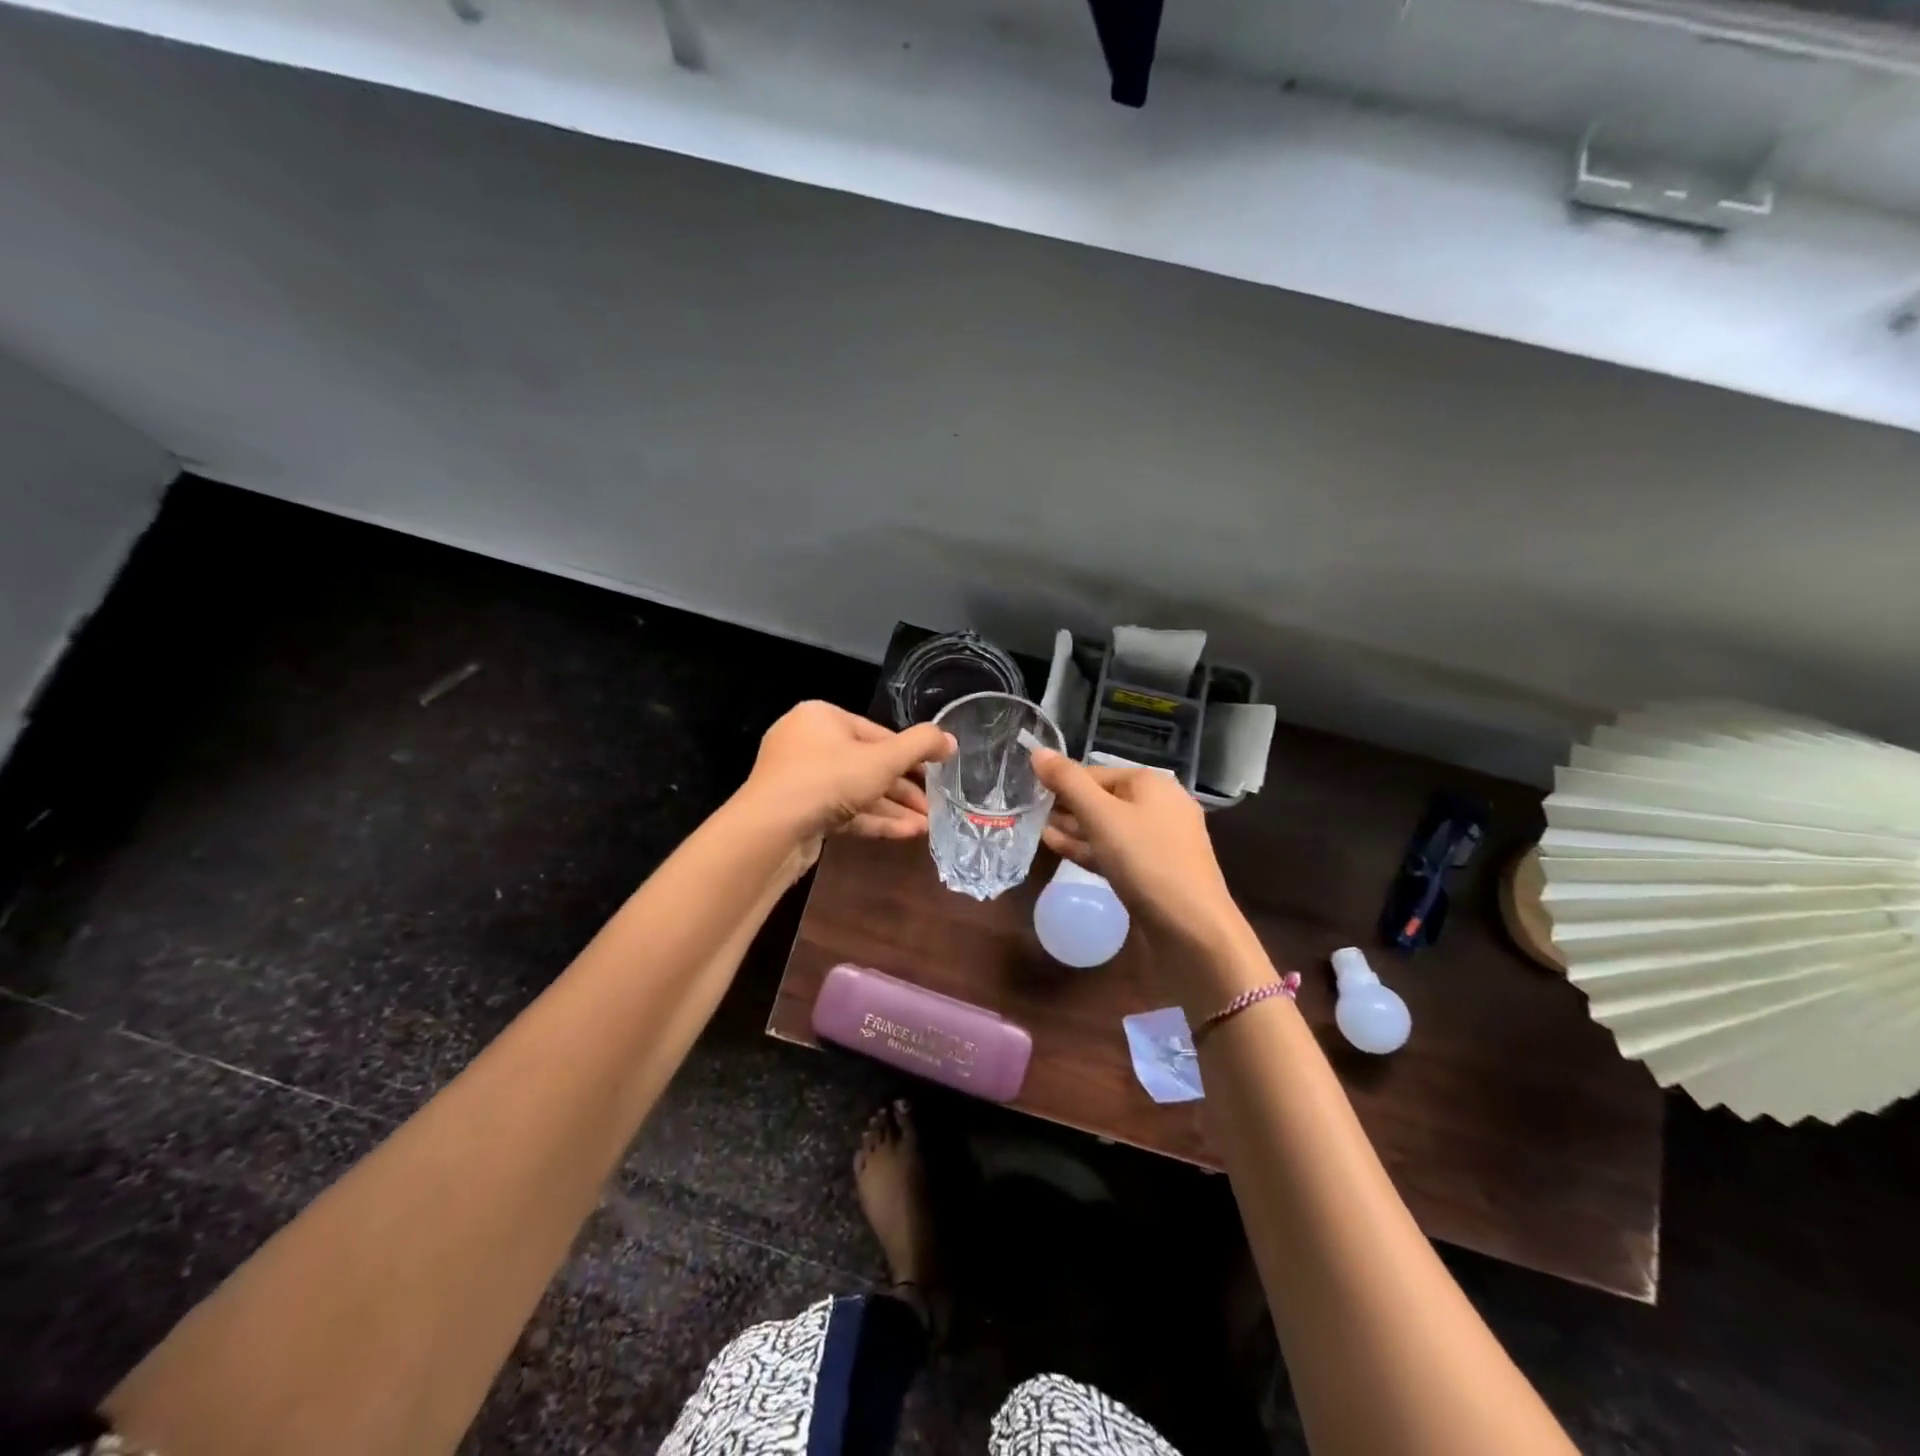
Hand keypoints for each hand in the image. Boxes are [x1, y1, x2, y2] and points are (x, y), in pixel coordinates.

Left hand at [739, 701, 955, 850]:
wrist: (769, 830)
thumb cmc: (828, 780)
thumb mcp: (883, 759)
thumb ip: (921, 745)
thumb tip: (950, 739)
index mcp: (822, 717)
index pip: (877, 732)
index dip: (911, 754)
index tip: (937, 773)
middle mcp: (808, 743)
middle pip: (867, 763)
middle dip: (904, 787)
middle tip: (934, 805)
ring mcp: (800, 780)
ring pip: (856, 791)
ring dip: (893, 808)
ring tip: (927, 826)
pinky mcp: (799, 812)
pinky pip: (842, 811)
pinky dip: (873, 820)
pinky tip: (906, 834)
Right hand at [1034, 750, 1246, 953]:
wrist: (1193, 929)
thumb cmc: (1146, 860)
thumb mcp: (1101, 816)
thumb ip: (1068, 782)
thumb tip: (1037, 751)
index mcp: (1151, 783)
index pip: (1095, 772)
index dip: (1062, 781)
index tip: (1029, 791)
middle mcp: (1159, 805)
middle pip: (1102, 798)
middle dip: (1067, 806)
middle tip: (1028, 812)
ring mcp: (1158, 840)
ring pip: (1108, 827)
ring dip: (1074, 829)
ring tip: (1037, 829)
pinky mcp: (1154, 871)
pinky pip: (1116, 851)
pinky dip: (1089, 848)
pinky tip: (1059, 849)